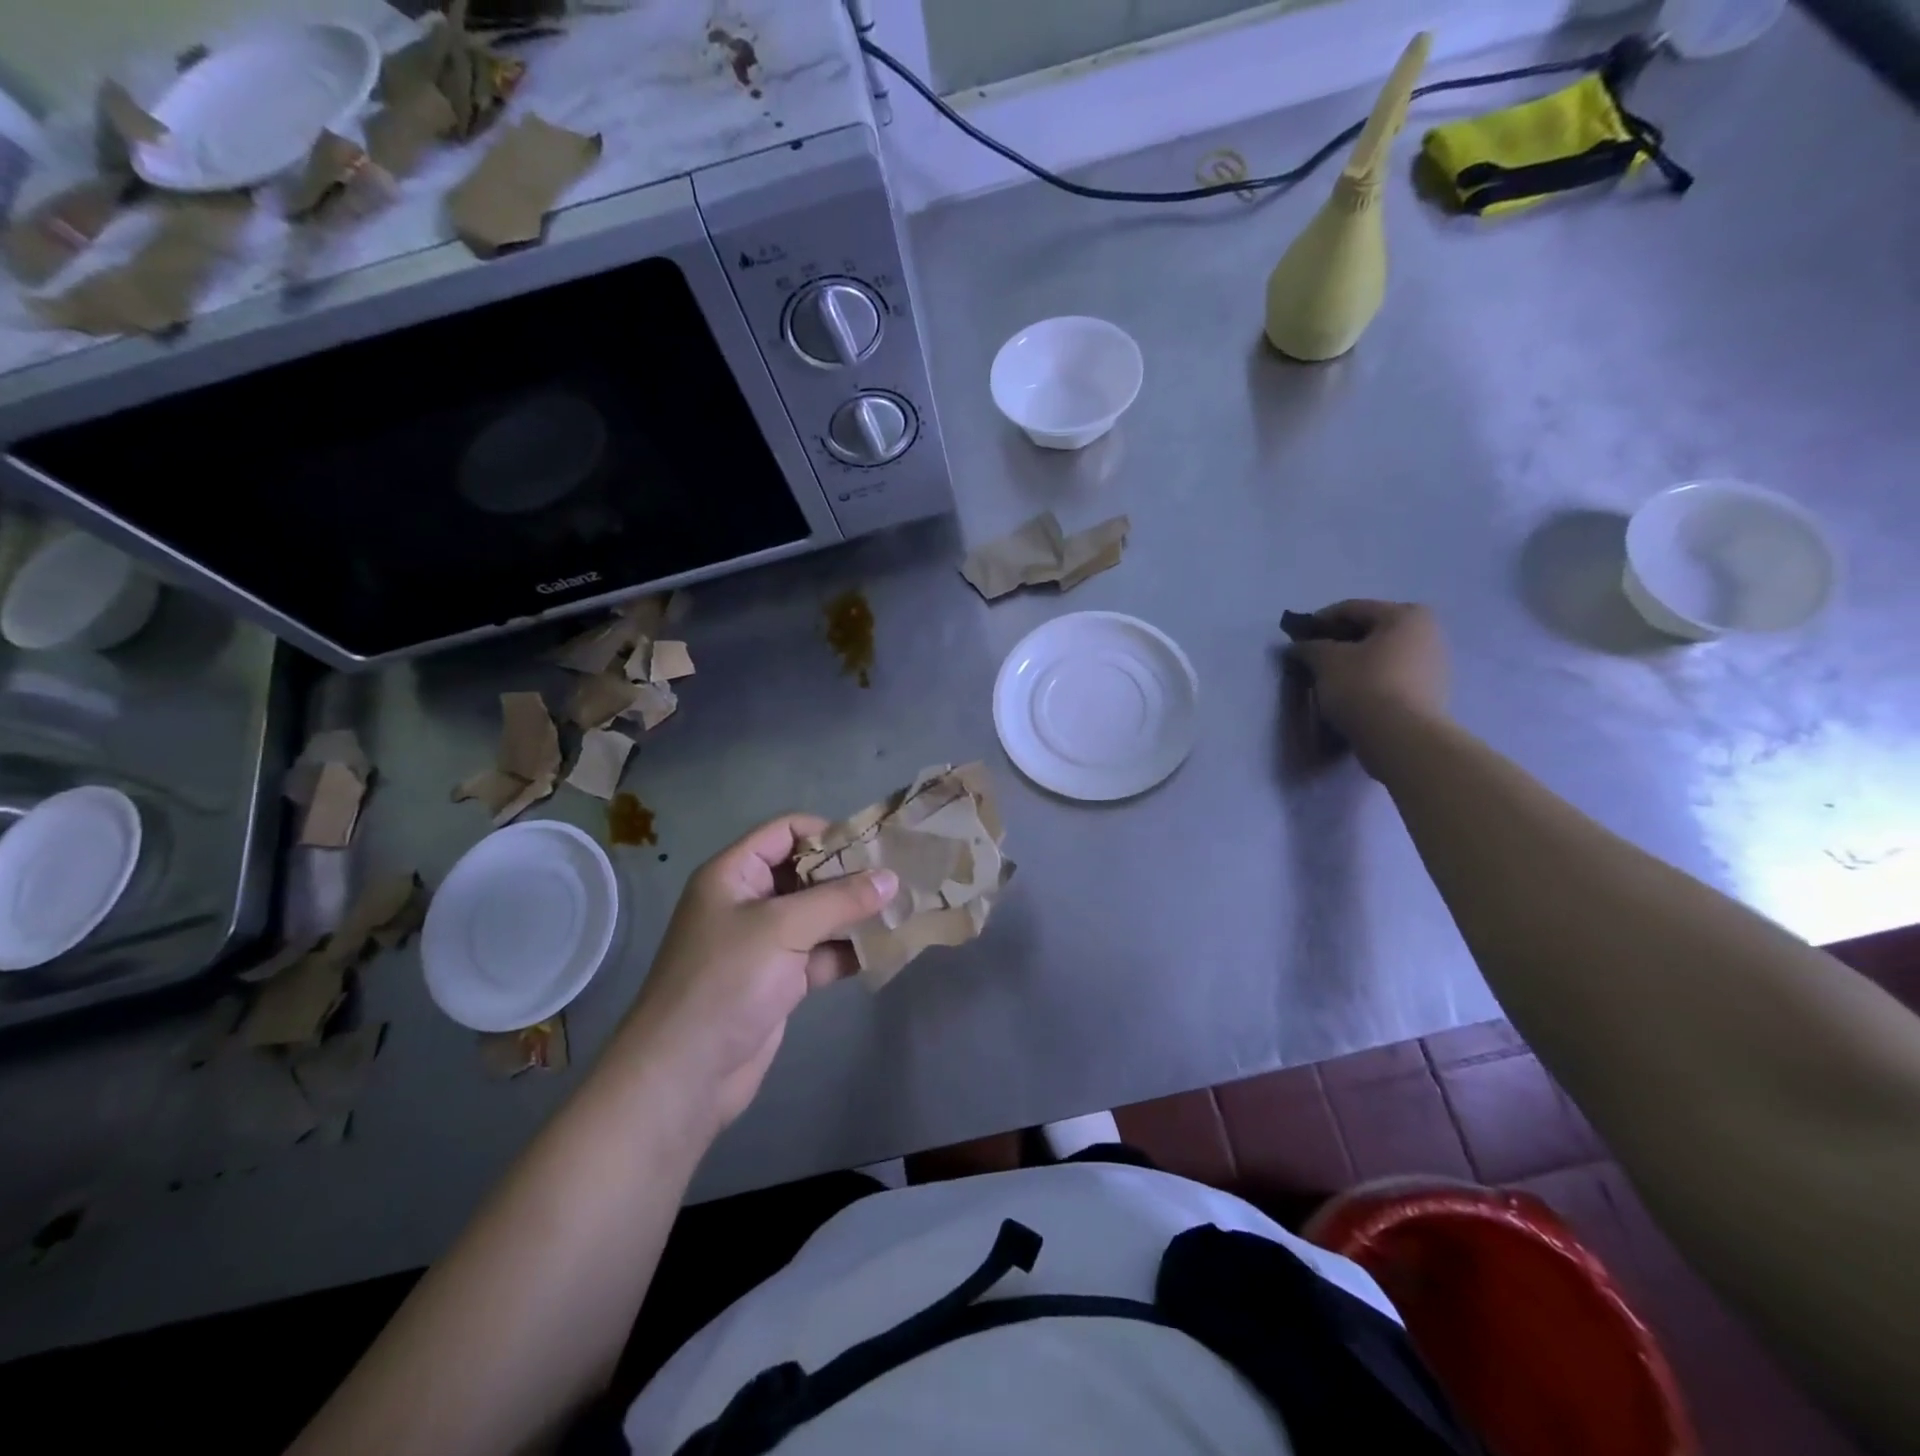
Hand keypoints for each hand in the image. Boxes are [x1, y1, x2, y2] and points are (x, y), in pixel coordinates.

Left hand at [610, 816, 896, 1128]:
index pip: (785, 831)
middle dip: (848, 875)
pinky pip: (820, 953)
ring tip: (901, 908)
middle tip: (896, 878)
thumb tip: (891, 878)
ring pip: (817, 915)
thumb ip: (840, 900)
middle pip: (805, 872)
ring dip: (854, 913)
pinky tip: (885, 948)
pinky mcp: (779, 980)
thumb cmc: (726, 981)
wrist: (685, 1073)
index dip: (826, 833)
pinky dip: (848, 950)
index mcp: (734, 874)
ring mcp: (764, 942)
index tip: (871, 847)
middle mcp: (748, 901)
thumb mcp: (783, 928)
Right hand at [1287, 600, 1448, 767]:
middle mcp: (1429, 633)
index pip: (1353, 609)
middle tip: (1313, 657)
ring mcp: (1436, 664)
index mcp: (1406, 615)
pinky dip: (1372, 679)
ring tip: (1330, 679)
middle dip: (1340, 642)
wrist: (1401, 737)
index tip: (1297, 637)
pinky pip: (1394, 676)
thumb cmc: (1363, 686)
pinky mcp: (1434, 693)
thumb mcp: (1325, 661)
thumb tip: (1297, 646)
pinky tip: (1353, 694)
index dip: (1320, 620)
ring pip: (1384, 655)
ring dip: (1356, 662)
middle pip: (1373, 630)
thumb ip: (1309, 647)